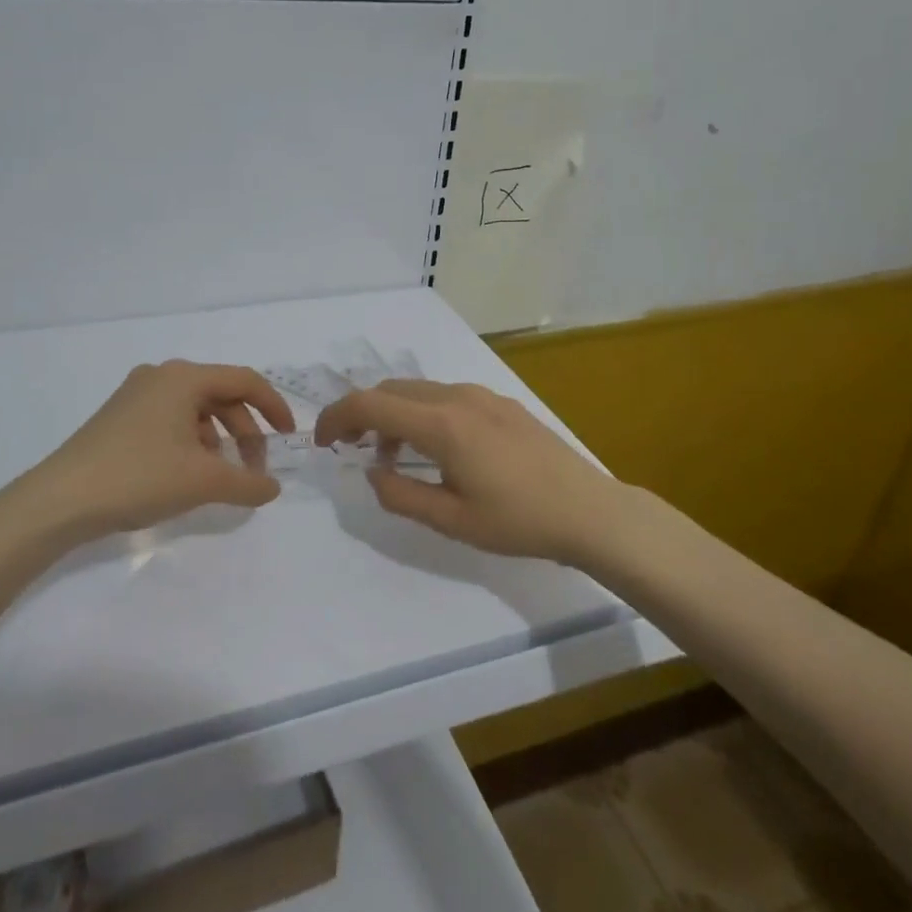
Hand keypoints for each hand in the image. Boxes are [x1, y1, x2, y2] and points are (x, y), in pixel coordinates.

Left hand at [22, 361, 295, 540]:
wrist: (59, 500)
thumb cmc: (139, 477)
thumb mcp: (203, 481)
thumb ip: (248, 483)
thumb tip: (272, 488)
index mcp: (184, 378)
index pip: (245, 381)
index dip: (274, 407)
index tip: (289, 437)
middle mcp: (161, 376)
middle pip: (221, 395)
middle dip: (245, 431)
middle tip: (253, 468)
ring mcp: (136, 395)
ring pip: (196, 410)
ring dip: (219, 439)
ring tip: (222, 476)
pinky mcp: (120, 417)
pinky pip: (171, 420)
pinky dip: (192, 442)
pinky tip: (189, 474)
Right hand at [314, 379, 626, 562]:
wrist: (589, 510)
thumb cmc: (518, 521)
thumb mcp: (451, 521)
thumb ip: (400, 495)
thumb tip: (372, 472)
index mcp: (441, 424)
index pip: (369, 404)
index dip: (336, 417)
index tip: (322, 442)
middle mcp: (457, 397)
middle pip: (391, 390)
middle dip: (361, 413)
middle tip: (351, 448)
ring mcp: (482, 395)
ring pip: (419, 391)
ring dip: (393, 414)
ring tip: (393, 455)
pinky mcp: (500, 403)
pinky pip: (446, 397)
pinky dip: (422, 413)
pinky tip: (436, 448)